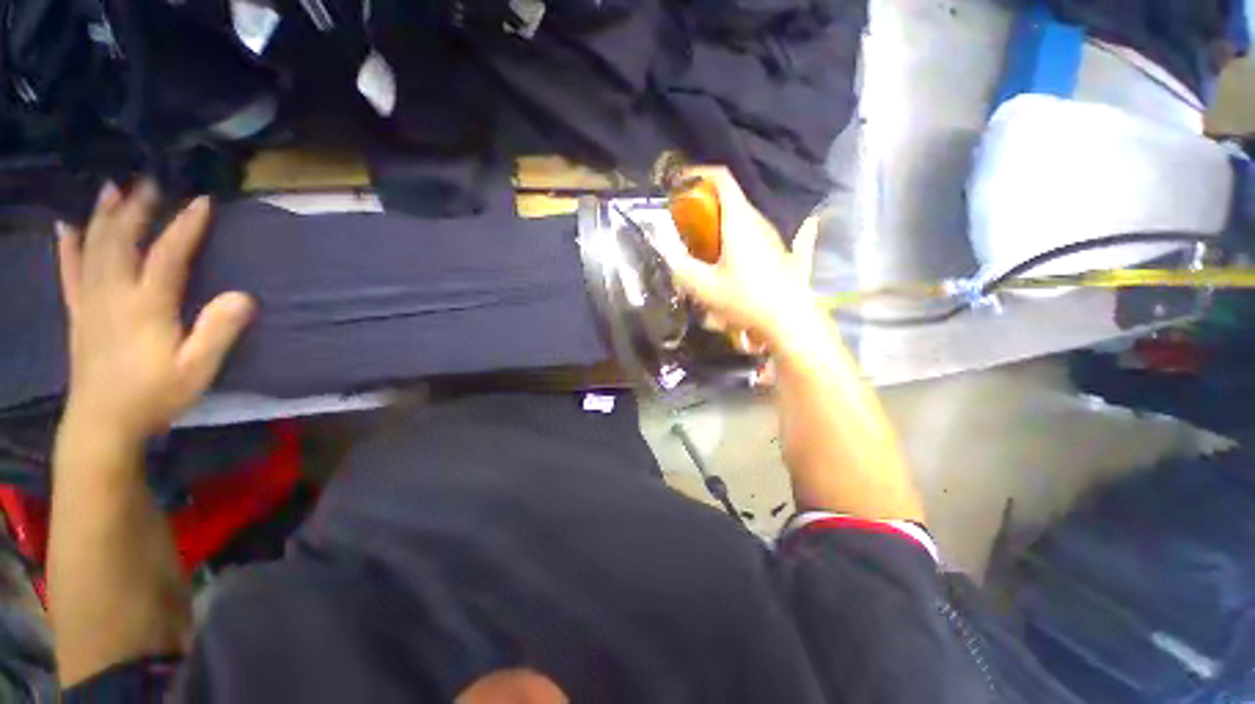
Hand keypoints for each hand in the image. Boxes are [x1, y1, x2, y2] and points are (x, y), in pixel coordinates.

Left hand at [57, 182, 254, 441]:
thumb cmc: (154, 396)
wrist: (103, 424)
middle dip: (136, 208)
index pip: (167, 255)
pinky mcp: (78, 313)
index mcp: (145, 306)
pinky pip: (69, 272)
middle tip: (149, 182)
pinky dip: (67, 246)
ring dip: (102, 216)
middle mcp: (113, 294)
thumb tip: (244, 296)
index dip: (185, 226)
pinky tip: (66, 227)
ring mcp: (90, 301)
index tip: (201, 201)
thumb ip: (218, 332)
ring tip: (111, 189)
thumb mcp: (197, 370)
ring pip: (93, 248)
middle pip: (122, 241)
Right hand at [663, 168, 822, 348]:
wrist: (790, 321)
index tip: (679, 185)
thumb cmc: (746, 299)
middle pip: (729, 201)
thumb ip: (682, 269)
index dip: (698, 174)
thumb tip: (670, 257)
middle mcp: (759, 222)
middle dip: (703, 208)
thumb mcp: (705, 287)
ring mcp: (773, 237)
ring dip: (719, 228)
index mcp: (740, 221)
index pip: (721, 178)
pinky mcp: (781, 253)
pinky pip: (754, 236)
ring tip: (704, 252)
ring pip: (742, 221)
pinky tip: (734, 258)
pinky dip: (740, 240)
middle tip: (685, 228)